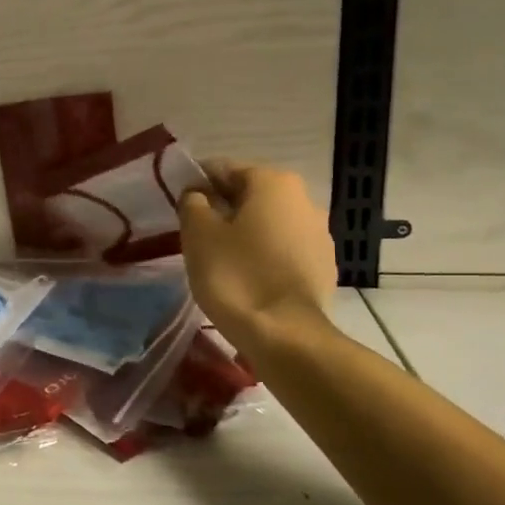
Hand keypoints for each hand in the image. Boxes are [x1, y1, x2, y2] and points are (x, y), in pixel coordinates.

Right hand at [178, 162, 336, 342]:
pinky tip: (248, 278)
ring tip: (221, 259)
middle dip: (224, 209)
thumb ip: (193, 202)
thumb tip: (198, 195)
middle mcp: (304, 199)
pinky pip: (284, 250)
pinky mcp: (324, 267)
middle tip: (197, 235)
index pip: (223, 169)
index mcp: (273, 182)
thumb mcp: (198, 233)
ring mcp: (320, 235)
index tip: (180, 207)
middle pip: (250, 195)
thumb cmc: (235, 274)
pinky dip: (264, 256)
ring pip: (269, 223)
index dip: (197, 185)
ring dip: (246, 233)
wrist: (284, 335)